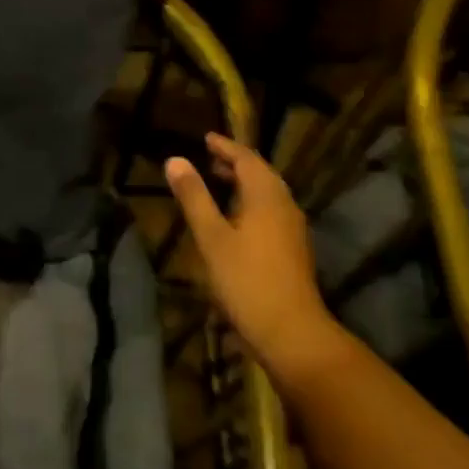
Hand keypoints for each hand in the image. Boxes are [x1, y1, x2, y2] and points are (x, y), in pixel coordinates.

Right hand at [166, 133, 340, 379]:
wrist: (290, 330)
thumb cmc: (246, 280)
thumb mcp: (212, 237)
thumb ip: (194, 198)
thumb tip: (175, 160)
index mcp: (267, 196)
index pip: (247, 158)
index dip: (225, 146)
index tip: (206, 138)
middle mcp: (285, 205)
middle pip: (261, 174)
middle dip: (236, 163)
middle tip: (209, 159)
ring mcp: (293, 228)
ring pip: (268, 194)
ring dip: (244, 184)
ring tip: (219, 184)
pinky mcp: (293, 248)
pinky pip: (271, 211)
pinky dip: (251, 203)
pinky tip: (236, 220)